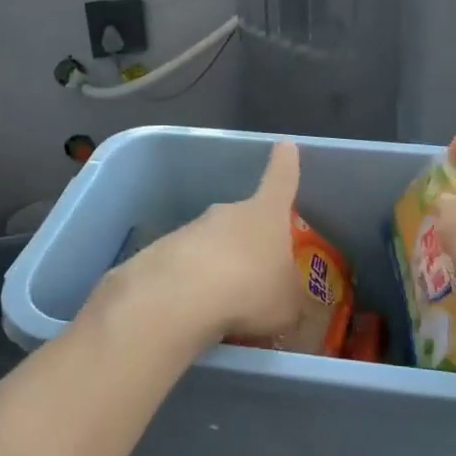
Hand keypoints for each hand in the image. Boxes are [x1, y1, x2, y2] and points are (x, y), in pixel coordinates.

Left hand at [108, 141, 308, 345]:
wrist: (179, 296)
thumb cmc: (250, 290)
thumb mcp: (287, 306)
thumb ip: (292, 301)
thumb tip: (293, 303)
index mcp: (265, 215)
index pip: (280, 180)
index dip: (286, 164)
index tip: (285, 145)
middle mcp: (228, 212)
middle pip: (244, 219)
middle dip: (250, 242)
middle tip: (258, 275)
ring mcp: (192, 228)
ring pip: (213, 244)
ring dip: (220, 266)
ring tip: (226, 304)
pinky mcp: (162, 250)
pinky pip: (186, 265)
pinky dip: (193, 284)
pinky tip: (196, 310)